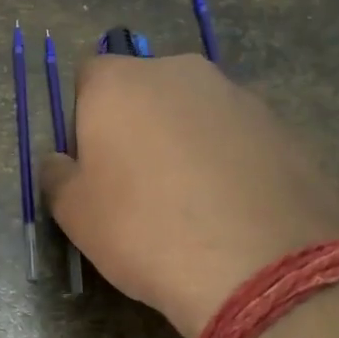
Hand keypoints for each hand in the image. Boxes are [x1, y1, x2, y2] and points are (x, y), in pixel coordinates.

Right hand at [40, 54, 338, 337]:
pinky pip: (235, 135)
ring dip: (184, 140)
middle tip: (138, 183)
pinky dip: (227, 158)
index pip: (89, 78)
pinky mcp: (281, 124)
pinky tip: (230, 207)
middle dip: (138, 124)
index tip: (92, 163)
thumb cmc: (145, 230)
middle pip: (145, 89)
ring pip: (194, 111)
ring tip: (191, 201)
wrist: (260, 265)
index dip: (85, 119)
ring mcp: (236, 95)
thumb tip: (58, 161)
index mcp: (119, 83)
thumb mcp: (75, 214)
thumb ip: (57, 176)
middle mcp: (178, 72)